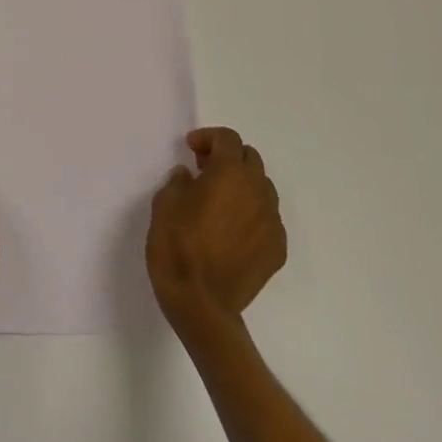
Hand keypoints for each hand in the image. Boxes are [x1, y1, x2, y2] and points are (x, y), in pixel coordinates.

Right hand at [147, 126, 287, 337]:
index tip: (190, 149)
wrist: (201, 304)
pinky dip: (251, 213)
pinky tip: (231, 229)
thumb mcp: (165, 203)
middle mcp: (258, 192)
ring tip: (219, 200)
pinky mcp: (277, 250)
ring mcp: (272, 222)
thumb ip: (179, 181)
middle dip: (228, 157)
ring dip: (242, 185)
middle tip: (203, 170)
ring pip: (262, 188)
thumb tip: (190, 177)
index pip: (228, 139)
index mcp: (231, 173)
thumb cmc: (177, 245)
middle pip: (250, 159)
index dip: (208, 138)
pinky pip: (267, 218)